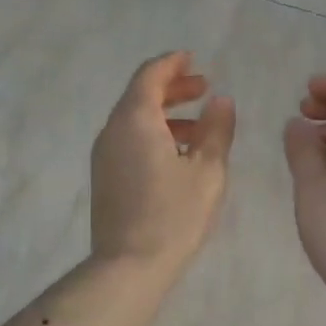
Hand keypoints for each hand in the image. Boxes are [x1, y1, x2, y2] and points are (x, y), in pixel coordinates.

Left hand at [91, 52, 236, 272]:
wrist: (129, 266)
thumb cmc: (174, 215)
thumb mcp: (208, 170)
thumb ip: (217, 129)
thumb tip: (221, 101)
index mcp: (135, 120)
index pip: (150, 76)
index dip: (172, 64)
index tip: (192, 58)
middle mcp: (112, 131)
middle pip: (140, 96)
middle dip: (172, 88)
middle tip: (203, 87)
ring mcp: (104, 156)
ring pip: (134, 120)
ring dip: (164, 114)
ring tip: (198, 124)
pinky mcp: (105, 178)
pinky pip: (129, 141)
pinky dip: (153, 134)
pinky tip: (178, 154)